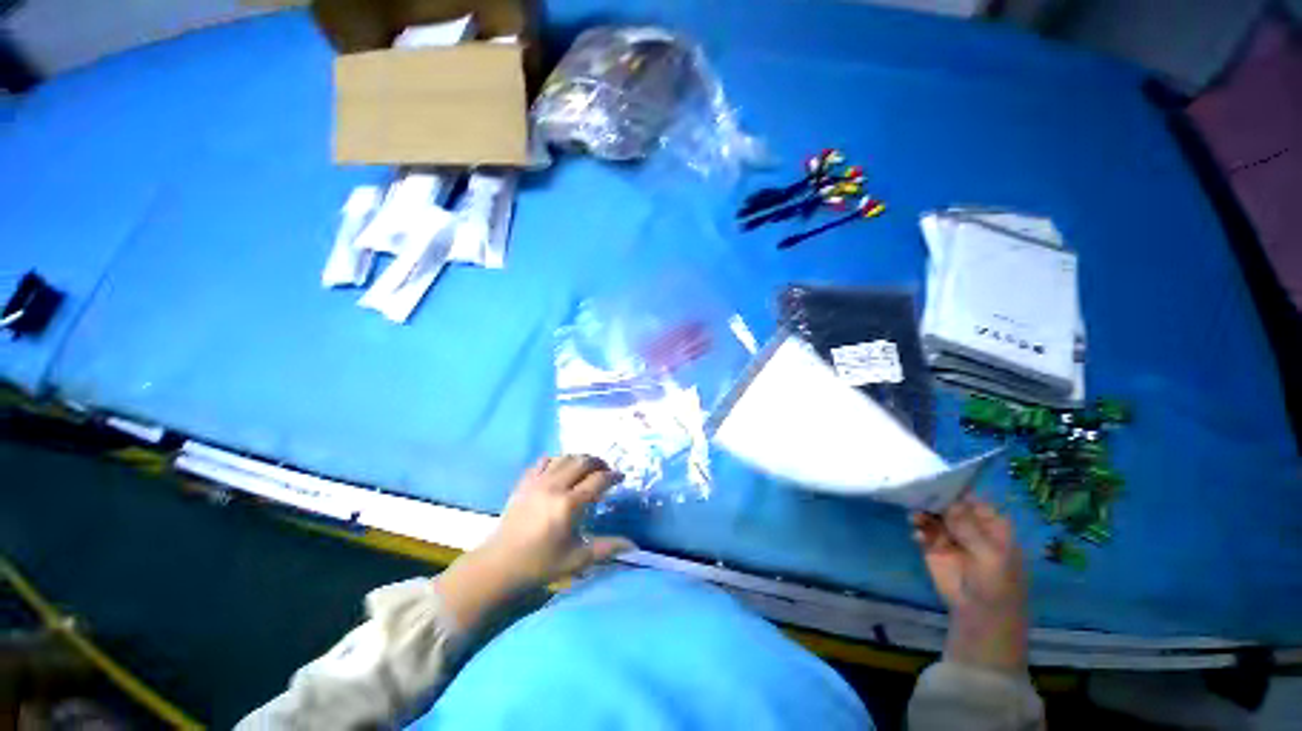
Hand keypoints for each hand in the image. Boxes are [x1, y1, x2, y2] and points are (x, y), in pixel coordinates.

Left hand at [435, 456, 634, 629]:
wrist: (499, 565)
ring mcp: (538, 482)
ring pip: (565, 457)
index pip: (598, 480)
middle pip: (583, 461)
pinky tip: (561, 469)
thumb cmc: (540, 565)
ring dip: (580, 459)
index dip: (613, 476)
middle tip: (606, 471)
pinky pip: (544, 461)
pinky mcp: (525, 482)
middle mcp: (555, 487)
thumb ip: (607, 548)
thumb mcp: (577, 560)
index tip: (621, 477)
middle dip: (599, 462)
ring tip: (587, 469)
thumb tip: (634, 545)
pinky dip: (558, 460)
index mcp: (569, 505)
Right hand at [912, 498, 1028, 672]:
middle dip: (934, 499)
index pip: (972, 499)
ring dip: (923, 513)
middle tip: (918, 495)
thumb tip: (950, 501)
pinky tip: (917, 536)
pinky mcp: (933, 548)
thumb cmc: (996, 586)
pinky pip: (923, 531)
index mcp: (991, 525)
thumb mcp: (990, 557)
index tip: (936, 481)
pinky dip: (918, 530)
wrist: (980, 617)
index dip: (956, 489)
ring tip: (915, 518)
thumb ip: (969, 528)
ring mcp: (950, 537)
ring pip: (933, 516)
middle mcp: (969, 526)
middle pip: (949, 504)